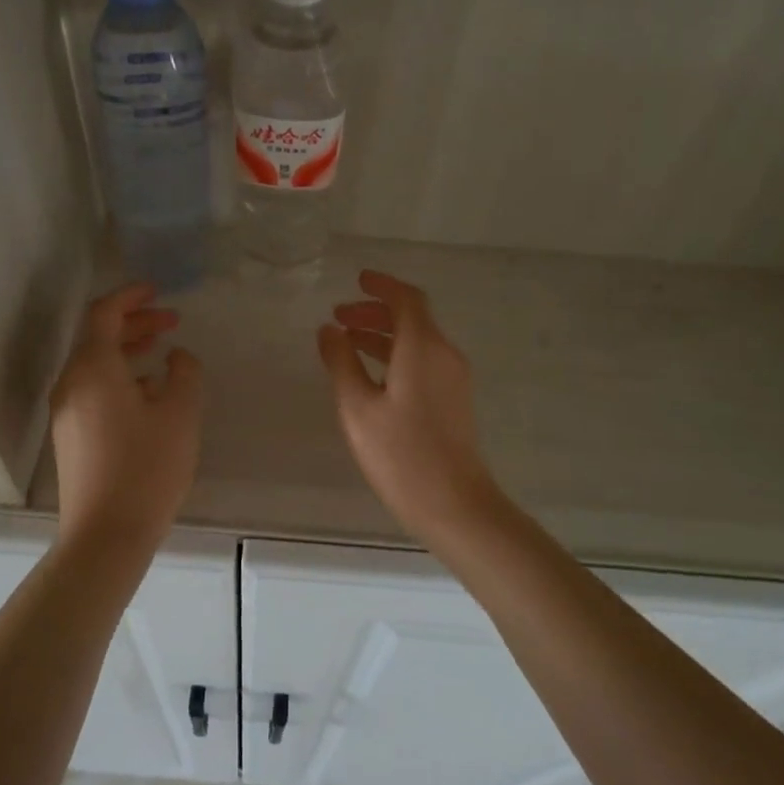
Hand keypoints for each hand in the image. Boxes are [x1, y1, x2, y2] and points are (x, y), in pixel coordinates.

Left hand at [51, 284, 201, 552]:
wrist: (106, 534)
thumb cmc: (147, 468)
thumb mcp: (180, 414)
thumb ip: (185, 373)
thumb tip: (178, 357)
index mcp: (93, 369)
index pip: (104, 314)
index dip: (131, 297)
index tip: (158, 290)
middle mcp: (71, 384)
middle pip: (98, 338)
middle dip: (135, 323)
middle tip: (172, 321)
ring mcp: (66, 412)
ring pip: (95, 365)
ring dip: (128, 350)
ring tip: (163, 352)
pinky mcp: (70, 436)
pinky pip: (93, 389)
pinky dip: (119, 376)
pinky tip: (148, 393)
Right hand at [318, 270, 505, 542]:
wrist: (453, 503)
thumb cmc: (400, 454)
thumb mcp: (357, 407)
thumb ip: (341, 362)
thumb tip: (329, 330)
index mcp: (423, 347)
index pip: (406, 299)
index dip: (381, 285)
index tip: (356, 280)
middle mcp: (444, 354)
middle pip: (413, 317)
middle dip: (375, 311)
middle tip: (339, 317)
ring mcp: (453, 377)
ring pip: (418, 340)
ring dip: (384, 334)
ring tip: (347, 342)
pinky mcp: (454, 399)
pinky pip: (424, 360)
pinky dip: (397, 354)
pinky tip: (371, 373)